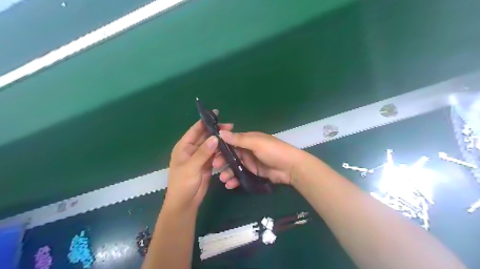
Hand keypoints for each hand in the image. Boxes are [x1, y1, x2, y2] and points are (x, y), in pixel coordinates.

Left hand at [167, 112, 233, 210]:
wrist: (185, 202)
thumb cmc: (183, 183)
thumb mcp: (191, 166)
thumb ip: (203, 152)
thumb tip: (215, 137)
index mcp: (184, 146)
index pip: (195, 130)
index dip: (205, 121)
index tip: (217, 114)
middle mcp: (192, 149)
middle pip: (205, 136)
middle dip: (216, 131)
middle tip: (231, 127)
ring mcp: (200, 157)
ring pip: (211, 145)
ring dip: (220, 141)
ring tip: (232, 137)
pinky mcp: (207, 164)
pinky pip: (215, 154)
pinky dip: (221, 151)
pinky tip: (229, 148)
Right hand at [212, 130, 302, 188]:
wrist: (291, 168)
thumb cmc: (273, 151)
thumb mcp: (256, 143)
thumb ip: (239, 139)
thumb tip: (220, 132)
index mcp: (248, 140)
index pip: (231, 141)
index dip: (220, 147)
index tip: (211, 153)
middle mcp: (247, 150)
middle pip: (230, 155)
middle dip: (222, 161)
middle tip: (215, 167)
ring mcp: (250, 163)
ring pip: (234, 167)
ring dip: (227, 172)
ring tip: (223, 179)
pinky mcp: (253, 173)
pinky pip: (241, 176)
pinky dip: (235, 180)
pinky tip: (229, 185)